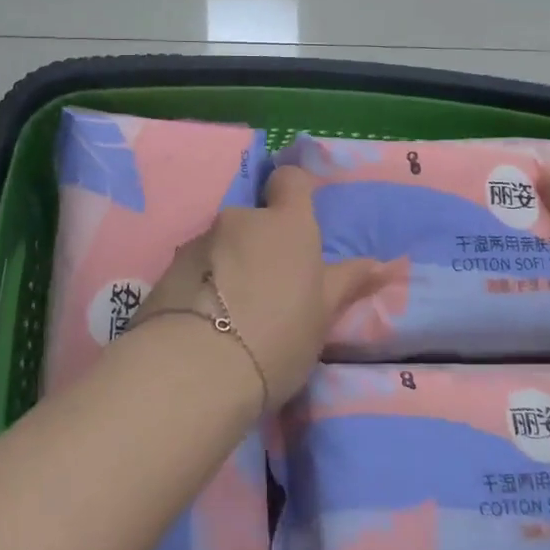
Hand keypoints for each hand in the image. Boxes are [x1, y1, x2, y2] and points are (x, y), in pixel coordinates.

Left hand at [140, 165, 383, 407]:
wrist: (193, 369)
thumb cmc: (275, 338)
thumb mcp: (322, 316)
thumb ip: (347, 282)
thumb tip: (383, 263)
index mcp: (286, 225)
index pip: (290, 179)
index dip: (294, 192)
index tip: (297, 219)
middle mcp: (239, 220)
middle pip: (253, 220)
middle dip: (259, 245)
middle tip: (268, 291)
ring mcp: (198, 242)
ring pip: (221, 246)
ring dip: (229, 267)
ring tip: (231, 317)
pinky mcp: (166, 270)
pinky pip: (194, 269)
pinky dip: (202, 286)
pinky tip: (203, 326)